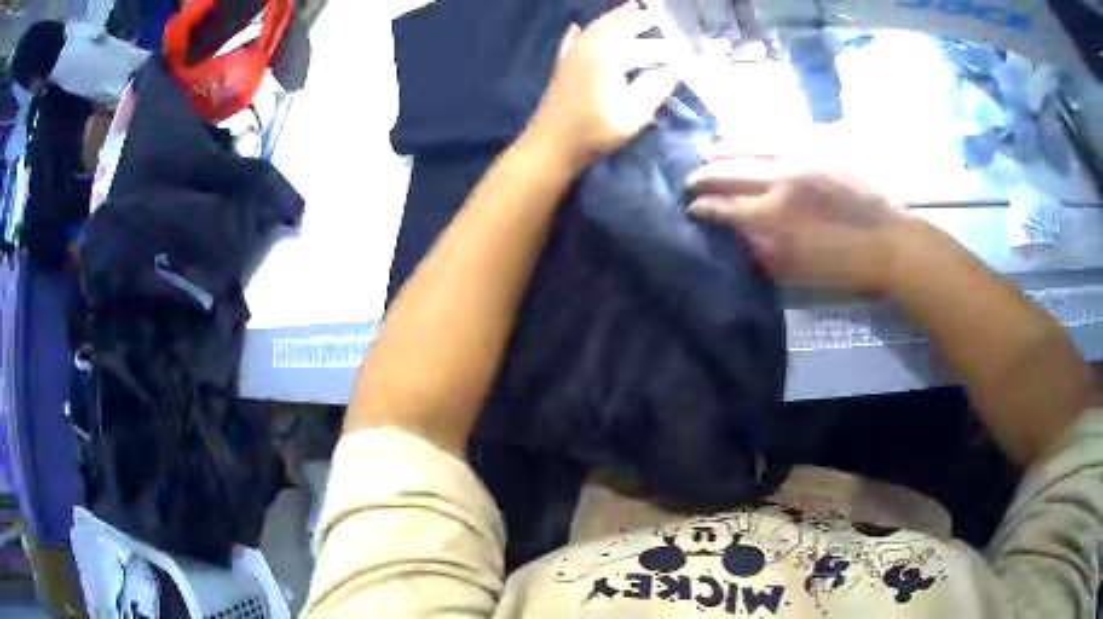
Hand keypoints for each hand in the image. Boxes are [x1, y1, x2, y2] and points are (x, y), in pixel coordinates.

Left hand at [526, 3, 676, 170]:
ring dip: (613, 17)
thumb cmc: (593, 133)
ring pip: (594, 28)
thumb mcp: (632, 115)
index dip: (658, 37)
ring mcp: (571, 56)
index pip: (638, 38)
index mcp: (607, 56)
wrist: (549, 147)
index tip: (676, 33)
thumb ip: (653, 90)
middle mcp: (588, 48)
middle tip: (655, 13)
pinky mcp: (561, 68)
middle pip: (614, 25)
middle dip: (635, 17)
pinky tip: (576, 26)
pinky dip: (577, 32)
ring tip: (630, 8)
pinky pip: (571, 41)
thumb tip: (668, 74)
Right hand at [689, 158, 910, 291]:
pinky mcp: (819, 147)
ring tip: (711, 151)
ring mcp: (801, 157)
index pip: (727, 207)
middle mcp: (782, 178)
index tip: (691, 207)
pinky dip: (758, 136)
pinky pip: (780, 133)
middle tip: (691, 179)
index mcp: (776, 215)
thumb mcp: (799, 271)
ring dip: (726, 148)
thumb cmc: (843, 265)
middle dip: (706, 175)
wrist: (887, 240)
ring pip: (752, 143)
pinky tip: (749, 138)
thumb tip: (740, 235)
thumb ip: (764, 252)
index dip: (705, 207)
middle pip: (732, 171)